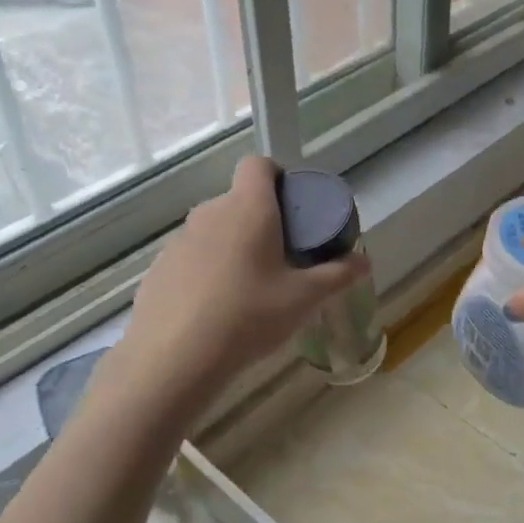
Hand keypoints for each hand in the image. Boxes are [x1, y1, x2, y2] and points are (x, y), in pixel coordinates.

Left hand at [120, 156, 368, 404]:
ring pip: (214, 230)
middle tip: (282, 256)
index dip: (277, 175)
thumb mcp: (303, 299)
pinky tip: (215, 308)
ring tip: (249, 288)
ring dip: (233, 246)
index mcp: (248, 209)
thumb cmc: (249, 316)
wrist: (175, 358)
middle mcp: (210, 213)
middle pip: (238, 201)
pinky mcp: (159, 268)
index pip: (258, 165)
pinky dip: (207, 271)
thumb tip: (364, 261)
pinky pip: (192, 258)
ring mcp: (179, 240)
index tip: (292, 205)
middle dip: (261, 221)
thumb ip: (337, 275)